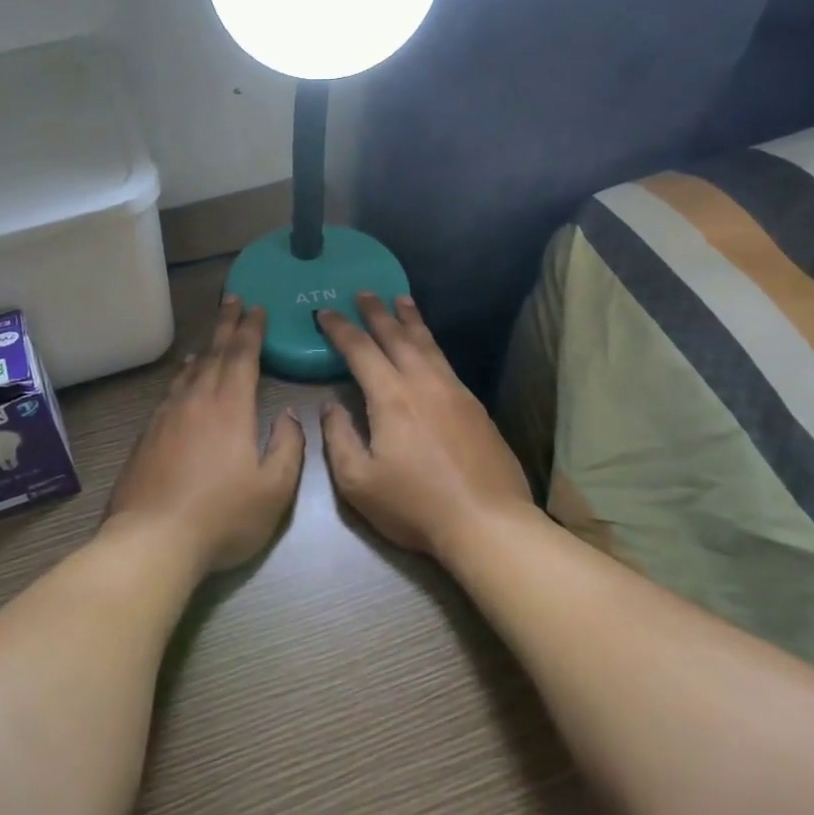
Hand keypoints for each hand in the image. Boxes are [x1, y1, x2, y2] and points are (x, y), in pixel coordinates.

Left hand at [106, 296, 306, 572]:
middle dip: (226, 325)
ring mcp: (167, 417)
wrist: (152, 540)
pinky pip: (170, 392)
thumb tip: (290, 415)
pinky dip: (182, 377)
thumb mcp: (274, 489)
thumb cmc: (222, 516)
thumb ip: (288, 447)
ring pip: (189, 372)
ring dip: (204, 349)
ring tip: (211, 338)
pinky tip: (182, 381)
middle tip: (233, 300)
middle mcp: (196, 401)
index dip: (251, 330)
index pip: (242, 356)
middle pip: (213, 354)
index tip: (256, 308)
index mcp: (230, 407)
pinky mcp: (147, 436)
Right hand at [317, 294, 534, 557]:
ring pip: (428, 344)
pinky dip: (431, 344)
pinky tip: (429, 348)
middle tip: (364, 291)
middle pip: (397, 336)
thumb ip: (339, 438)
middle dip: (376, 312)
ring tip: (401, 300)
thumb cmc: (415, 505)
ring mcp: (455, 391)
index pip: (360, 350)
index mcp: (391, 397)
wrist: (487, 522)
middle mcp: (423, 383)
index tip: (326, 311)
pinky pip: (446, 362)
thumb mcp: (358, 481)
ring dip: (410, 320)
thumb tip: (331, 406)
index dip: (340, 328)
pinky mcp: (475, 407)